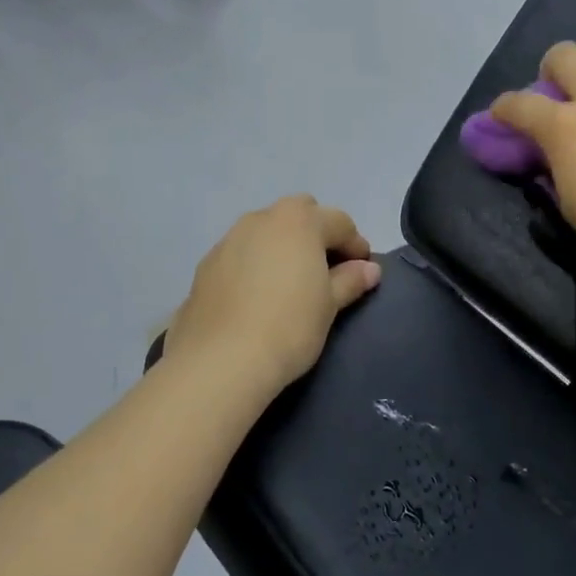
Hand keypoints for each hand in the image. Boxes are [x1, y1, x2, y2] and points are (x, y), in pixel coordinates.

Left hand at [165, 197, 383, 396]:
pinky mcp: (206, 264)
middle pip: (299, 215)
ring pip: (266, 232)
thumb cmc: (289, 326)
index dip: (356, 246)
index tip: (363, 272)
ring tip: (290, 283)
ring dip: (283, 247)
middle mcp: (261, 219)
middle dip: (316, 234)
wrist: (221, 360)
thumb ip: (350, 280)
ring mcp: (229, 239)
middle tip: (326, 270)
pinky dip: (255, 264)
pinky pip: (241, 254)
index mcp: (298, 221)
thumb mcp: (329, 305)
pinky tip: (258, 297)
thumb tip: (369, 269)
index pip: (339, 222)